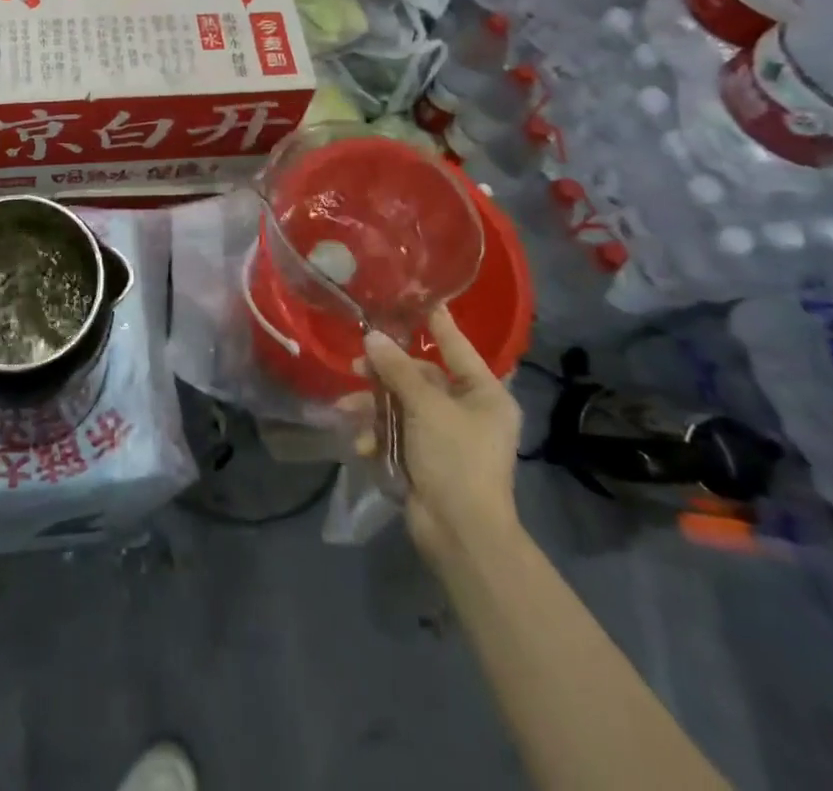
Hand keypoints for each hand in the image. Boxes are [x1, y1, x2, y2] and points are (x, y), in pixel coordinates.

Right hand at [350, 306, 521, 564]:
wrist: (461, 534)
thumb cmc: (456, 458)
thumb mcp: (426, 407)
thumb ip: (398, 370)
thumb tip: (372, 338)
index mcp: (485, 394)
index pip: (457, 346)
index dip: (437, 323)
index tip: (418, 297)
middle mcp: (468, 411)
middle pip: (421, 377)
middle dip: (386, 374)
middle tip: (357, 365)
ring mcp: (446, 436)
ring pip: (403, 405)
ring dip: (375, 407)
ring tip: (347, 409)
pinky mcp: (427, 458)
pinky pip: (398, 433)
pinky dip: (379, 435)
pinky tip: (363, 443)